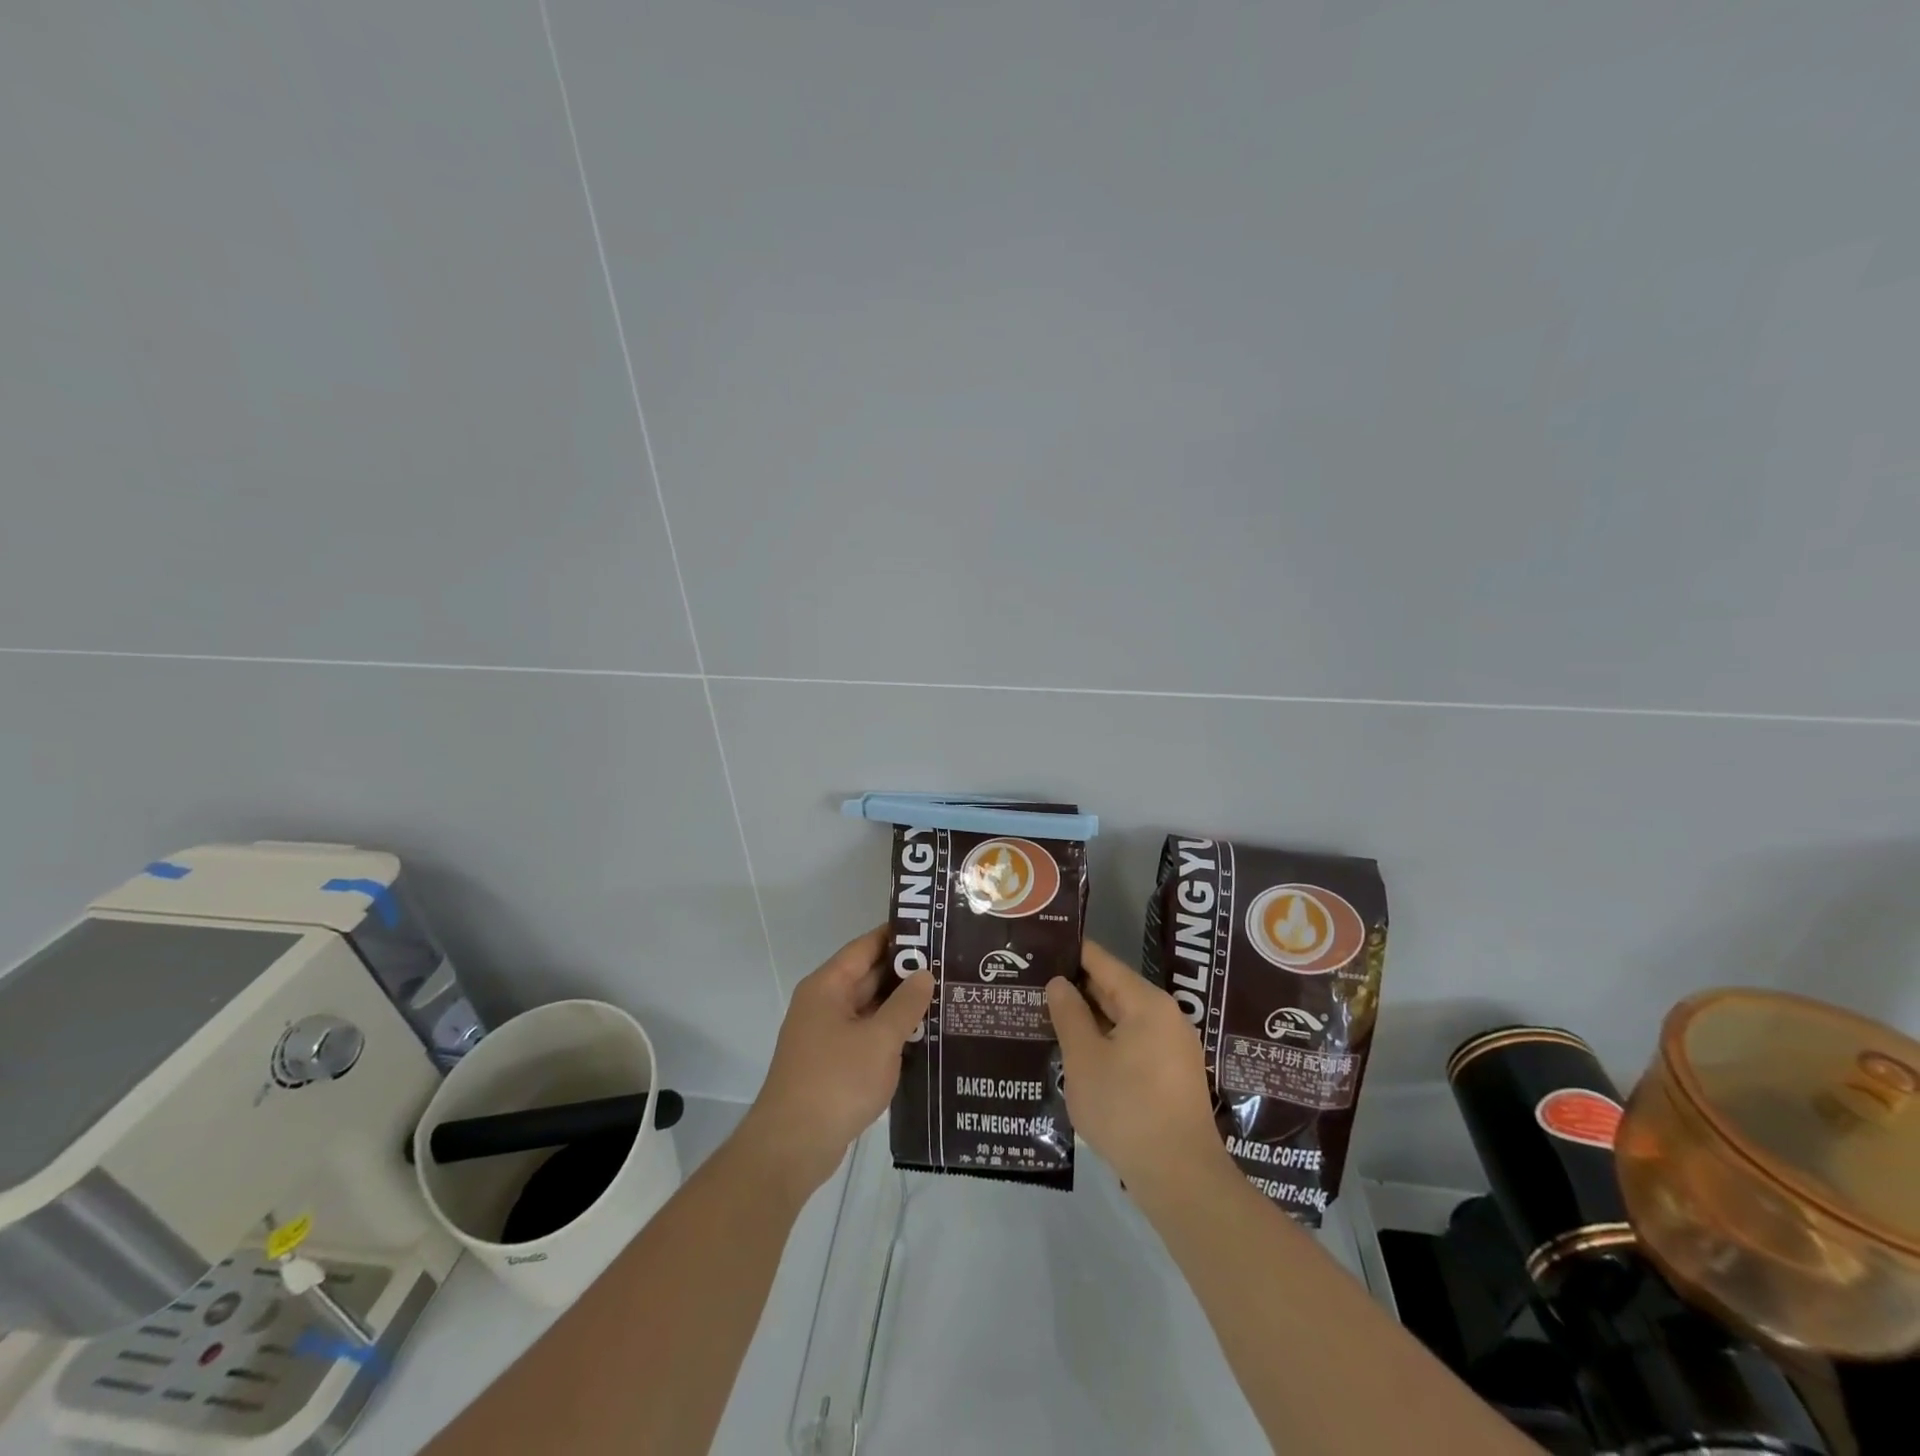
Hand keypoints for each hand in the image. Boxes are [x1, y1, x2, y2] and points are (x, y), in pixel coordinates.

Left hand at [739, 927, 934, 1196]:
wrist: (792, 1147)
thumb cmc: (836, 1082)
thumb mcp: (879, 1040)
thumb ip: (906, 1004)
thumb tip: (924, 974)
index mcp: (828, 986)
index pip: (866, 947)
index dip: (899, 936)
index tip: (935, 930)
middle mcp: (824, 1003)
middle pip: (868, 976)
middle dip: (906, 972)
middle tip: (951, 965)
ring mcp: (826, 1035)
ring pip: (870, 1008)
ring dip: (901, 1006)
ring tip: (946, 997)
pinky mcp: (833, 1063)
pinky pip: (867, 1035)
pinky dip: (891, 1033)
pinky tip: (924, 1037)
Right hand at [1047, 941, 1230, 1197]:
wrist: (1180, 1177)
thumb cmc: (1126, 1109)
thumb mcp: (1085, 1059)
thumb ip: (1069, 1014)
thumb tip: (1059, 983)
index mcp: (1147, 1003)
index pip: (1102, 962)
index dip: (1071, 952)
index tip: (1041, 946)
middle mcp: (1166, 1016)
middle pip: (1114, 989)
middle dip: (1076, 988)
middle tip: (1035, 983)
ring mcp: (1173, 1047)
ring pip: (1123, 1019)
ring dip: (1089, 1018)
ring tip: (1049, 1015)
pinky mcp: (1172, 1075)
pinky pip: (1133, 1043)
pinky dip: (1106, 1041)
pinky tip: (1079, 1051)